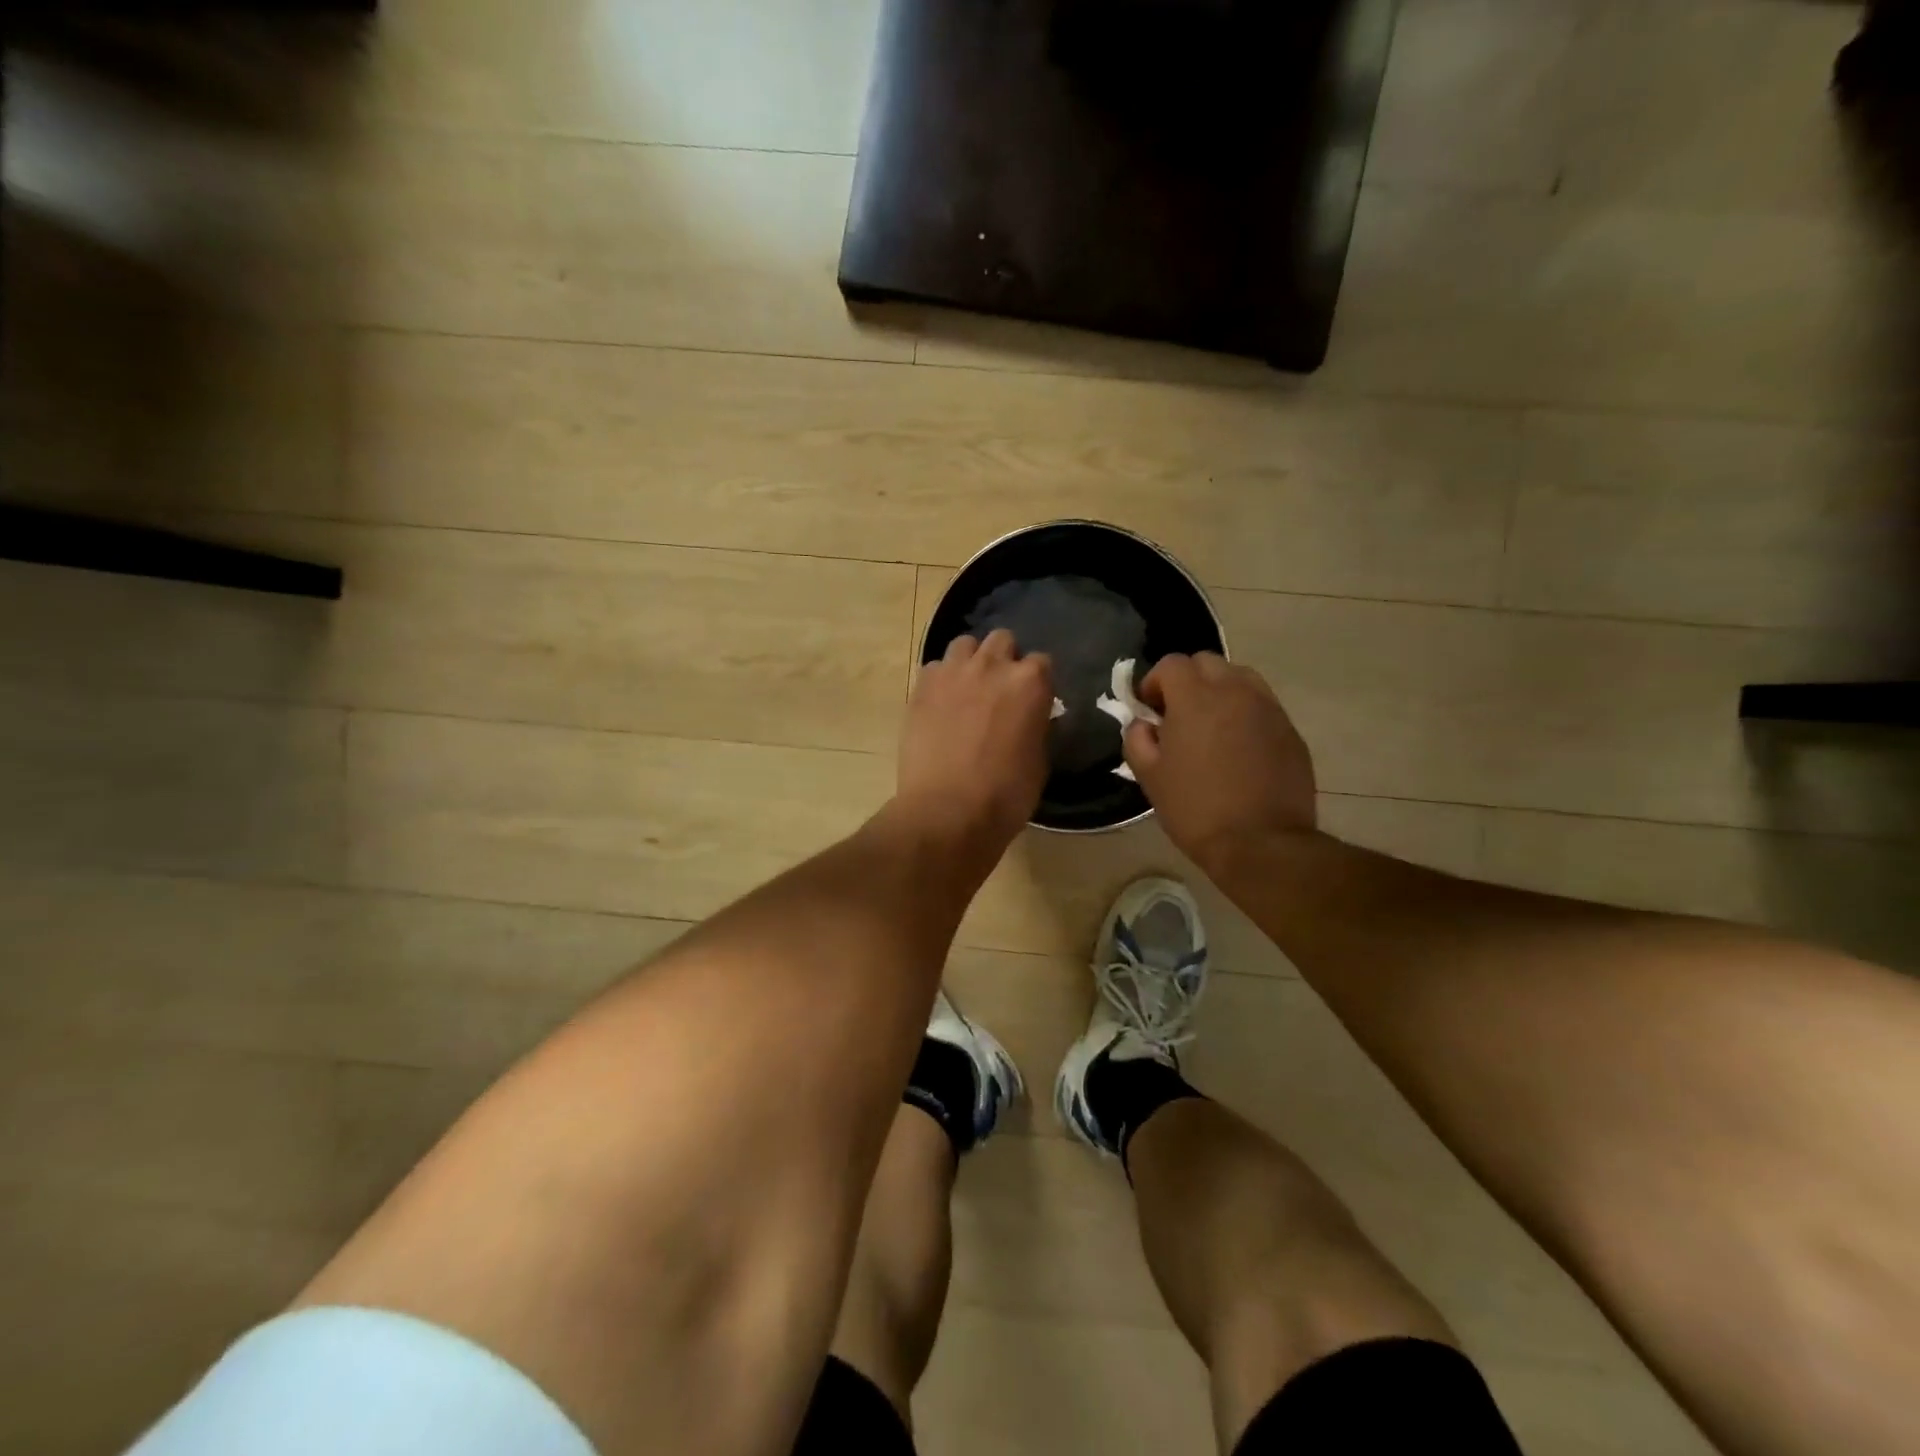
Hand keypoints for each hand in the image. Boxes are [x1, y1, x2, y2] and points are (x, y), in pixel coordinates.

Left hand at [895, 630, 1054, 855]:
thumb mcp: (1038, 761)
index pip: (1042, 662)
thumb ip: (1035, 726)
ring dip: (971, 661)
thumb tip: (1029, 718)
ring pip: (965, 645)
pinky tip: (941, 704)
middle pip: (1002, 640)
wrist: (946, 811)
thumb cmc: (1004, 795)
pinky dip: (941, 680)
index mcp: (1030, 683)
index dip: (1037, 682)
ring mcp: (952, 672)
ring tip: (968, 689)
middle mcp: (992, 666)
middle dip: (1004, 659)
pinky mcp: (921, 687)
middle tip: (999, 690)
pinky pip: (935, 668)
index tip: (1032, 700)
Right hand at [1122, 653, 1316, 869]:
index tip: (1150, 710)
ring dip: (1220, 691)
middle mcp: (1235, 692)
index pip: (1171, 663)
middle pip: (1207, 662)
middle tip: (1179, 716)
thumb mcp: (1150, 777)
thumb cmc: (1196, 809)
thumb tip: (1144, 724)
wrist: (1261, 843)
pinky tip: (1239, 748)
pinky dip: (1245, 714)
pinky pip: (1262, 706)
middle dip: (1188, 681)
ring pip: (1240, 678)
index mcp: (1195, 699)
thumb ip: (1137, 739)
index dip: (1154, 682)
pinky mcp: (1290, 730)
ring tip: (1212, 727)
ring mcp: (1268, 709)